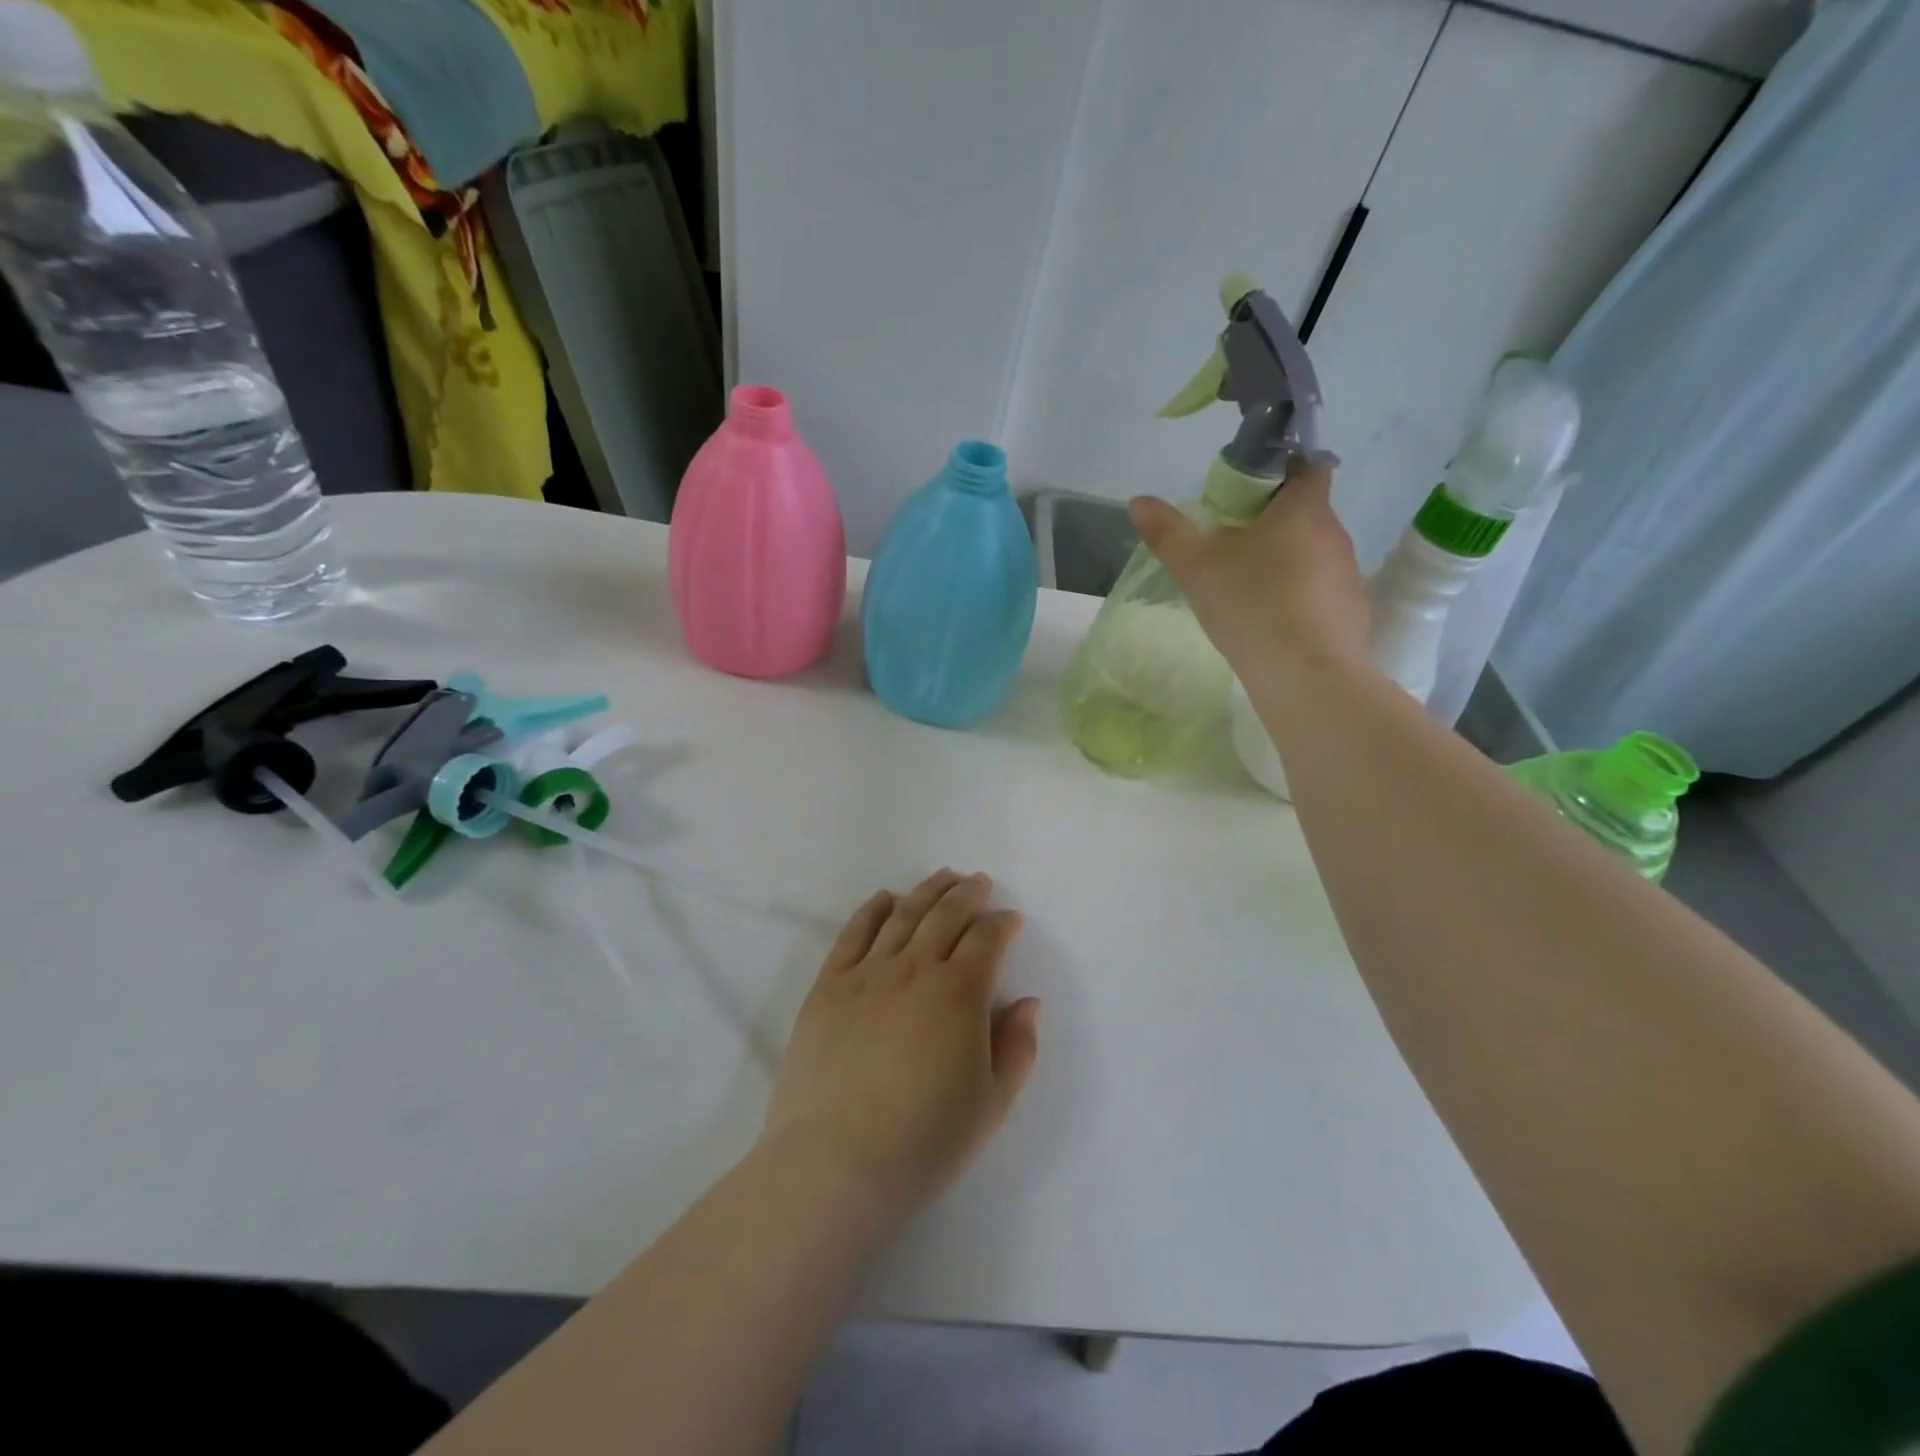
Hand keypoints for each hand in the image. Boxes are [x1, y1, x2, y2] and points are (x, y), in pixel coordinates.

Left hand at [762, 870, 1041, 1223]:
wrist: (834, 1163)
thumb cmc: (924, 1141)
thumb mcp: (991, 1105)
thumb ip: (1017, 1047)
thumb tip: (1027, 1002)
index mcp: (959, 993)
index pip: (986, 939)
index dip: (1002, 924)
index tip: (1011, 919)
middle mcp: (915, 968)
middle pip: (945, 915)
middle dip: (967, 893)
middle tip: (979, 881)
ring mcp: (867, 973)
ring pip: (903, 915)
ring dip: (926, 891)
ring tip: (942, 877)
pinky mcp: (829, 985)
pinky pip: (854, 932)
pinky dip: (873, 909)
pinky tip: (885, 898)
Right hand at [1129, 455, 1368, 688]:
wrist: (1305, 674)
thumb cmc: (1251, 604)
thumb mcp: (1196, 566)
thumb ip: (1168, 532)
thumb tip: (1139, 501)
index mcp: (1304, 509)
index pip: (1308, 467)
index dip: (1281, 470)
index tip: (1247, 493)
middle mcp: (1335, 535)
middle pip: (1306, 514)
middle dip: (1273, 523)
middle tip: (1232, 546)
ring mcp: (1348, 576)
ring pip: (1314, 555)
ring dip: (1286, 563)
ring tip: (1248, 590)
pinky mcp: (1351, 615)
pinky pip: (1321, 594)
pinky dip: (1299, 599)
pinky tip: (1271, 624)